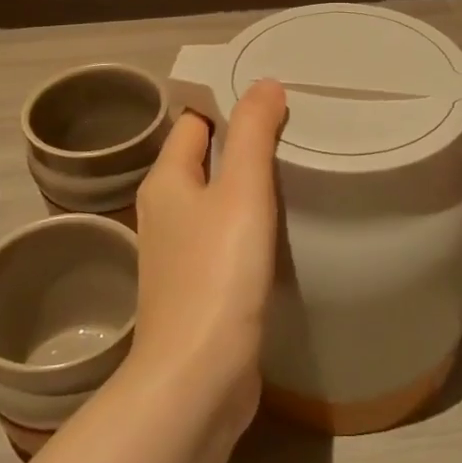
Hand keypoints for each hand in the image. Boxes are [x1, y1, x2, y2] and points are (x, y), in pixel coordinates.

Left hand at [130, 79, 288, 425]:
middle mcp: (165, 210)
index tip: (274, 95)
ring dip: (248, 182)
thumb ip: (252, 132)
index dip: (228, 101)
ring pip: (216, 198)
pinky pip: (225, 235)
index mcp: (166, 180)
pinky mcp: (199, 287)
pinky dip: (250, 221)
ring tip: (296, 167)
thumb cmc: (217, 274)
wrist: (197, 379)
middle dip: (243, 140)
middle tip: (296, 127)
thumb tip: (263, 83)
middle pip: (205, 157)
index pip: (194, 120)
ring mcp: (180, 252)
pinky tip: (282, 225)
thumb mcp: (241, 190)